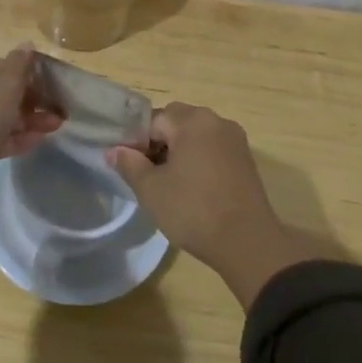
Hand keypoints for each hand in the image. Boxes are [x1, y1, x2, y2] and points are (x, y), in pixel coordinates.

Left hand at [0, 44, 64, 172]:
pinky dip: (7, 140)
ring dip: (22, 123)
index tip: (46, 90)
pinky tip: (31, 144)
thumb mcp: (6, 81)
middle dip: (27, 103)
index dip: (25, 76)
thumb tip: (27, 44)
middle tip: (53, 116)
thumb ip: (19, 63)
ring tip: (49, 131)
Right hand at [109, 103, 319, 306]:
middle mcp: (216, 121)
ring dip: (180, 151)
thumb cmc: (193, 210)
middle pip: (176, 121)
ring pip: (196, 135)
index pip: (152, 119)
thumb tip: (113, 150)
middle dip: (159, 142)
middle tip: (150, 175)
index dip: (137, 142)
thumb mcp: (151, 189)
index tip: (132, 167)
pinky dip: (200, 160)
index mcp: (191, 120)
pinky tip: (194, 188)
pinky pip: (213, 148)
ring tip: (171, 184)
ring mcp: (235, 139)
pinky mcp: (246, 159)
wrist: (248, 242)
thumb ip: (129, 164)